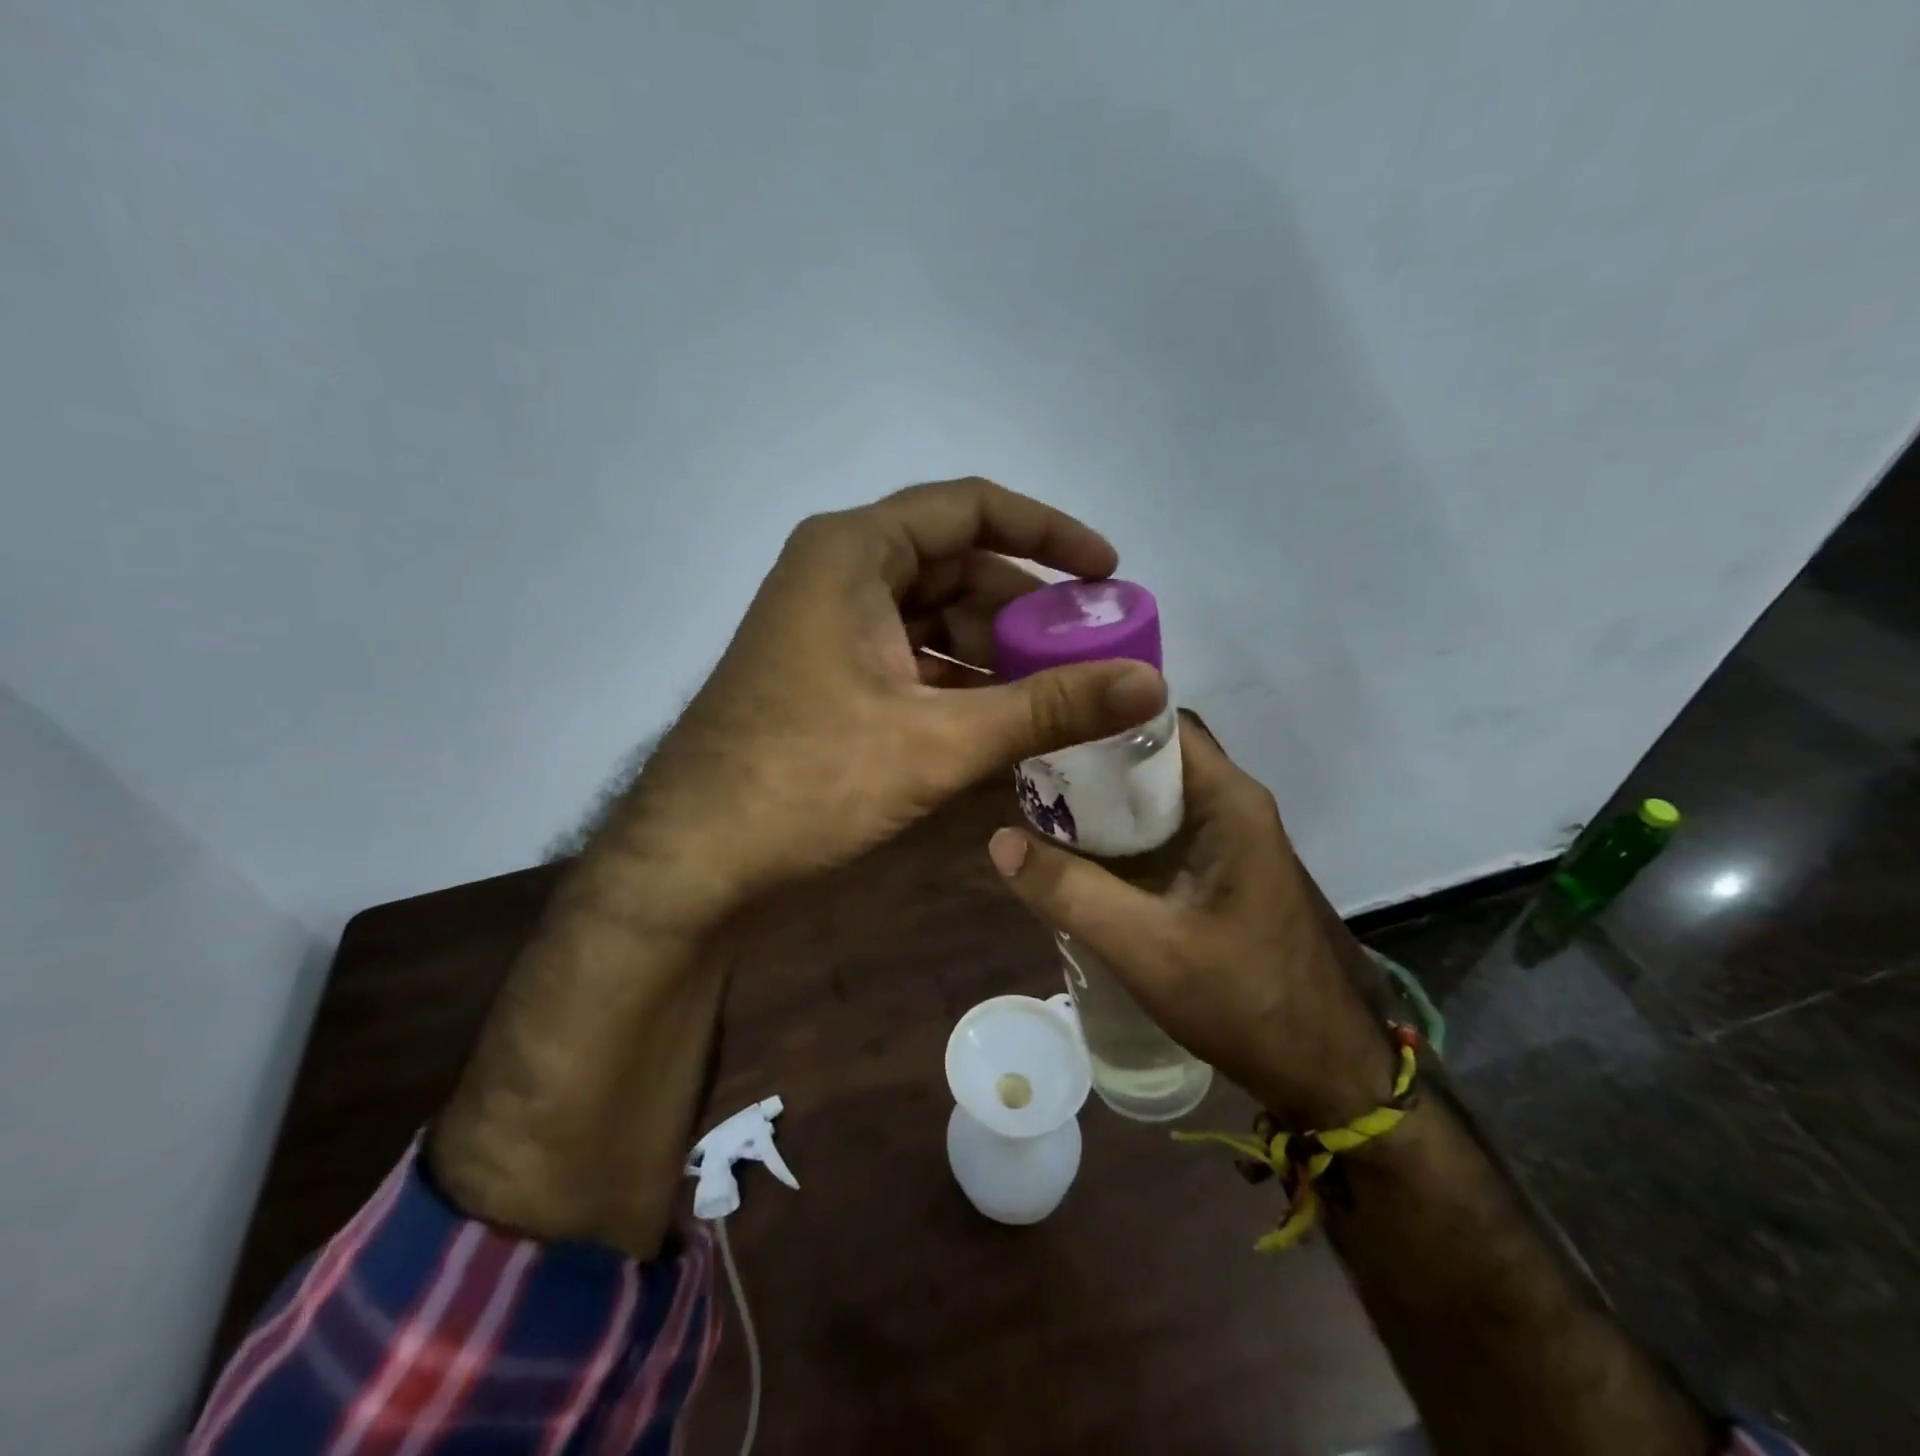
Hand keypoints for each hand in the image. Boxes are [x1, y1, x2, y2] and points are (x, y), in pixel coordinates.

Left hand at [625, 476, 1168, 926]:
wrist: (692, 857)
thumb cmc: (808, 780)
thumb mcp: (939, 741)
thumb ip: (1048, 708)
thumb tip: (1151, 683)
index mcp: (854, 551)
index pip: (971, 508)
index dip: (1048, 533)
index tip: (1107, 572)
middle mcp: (838, 571)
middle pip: (956, 566)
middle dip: (1024, 609)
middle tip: (1088, 652)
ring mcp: (827, 625)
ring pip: (933, 617)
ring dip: (994, 651)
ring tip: (1056, 694)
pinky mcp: (825, 673)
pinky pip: (909, 657)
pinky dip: (957, 681)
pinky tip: (1000, 720)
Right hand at [987, 714, 1394, 1127]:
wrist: (1325, 1071)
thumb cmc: (1245, 1001)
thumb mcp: (1146, 948)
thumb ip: (1070, 893)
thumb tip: (998, 841)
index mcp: (1228, 801)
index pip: (1157, 724)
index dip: (1097, 720)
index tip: (1040, 732)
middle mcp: (1233, 805)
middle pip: (1152, 757)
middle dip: (1090, 763)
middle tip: (1028, 778)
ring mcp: (1230, 839)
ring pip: (1155, 796)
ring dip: (1103, 802)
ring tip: (1040, 812)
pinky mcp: (1222, 871)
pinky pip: (1163, 832)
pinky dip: (1121, 836)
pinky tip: (1080, 858)